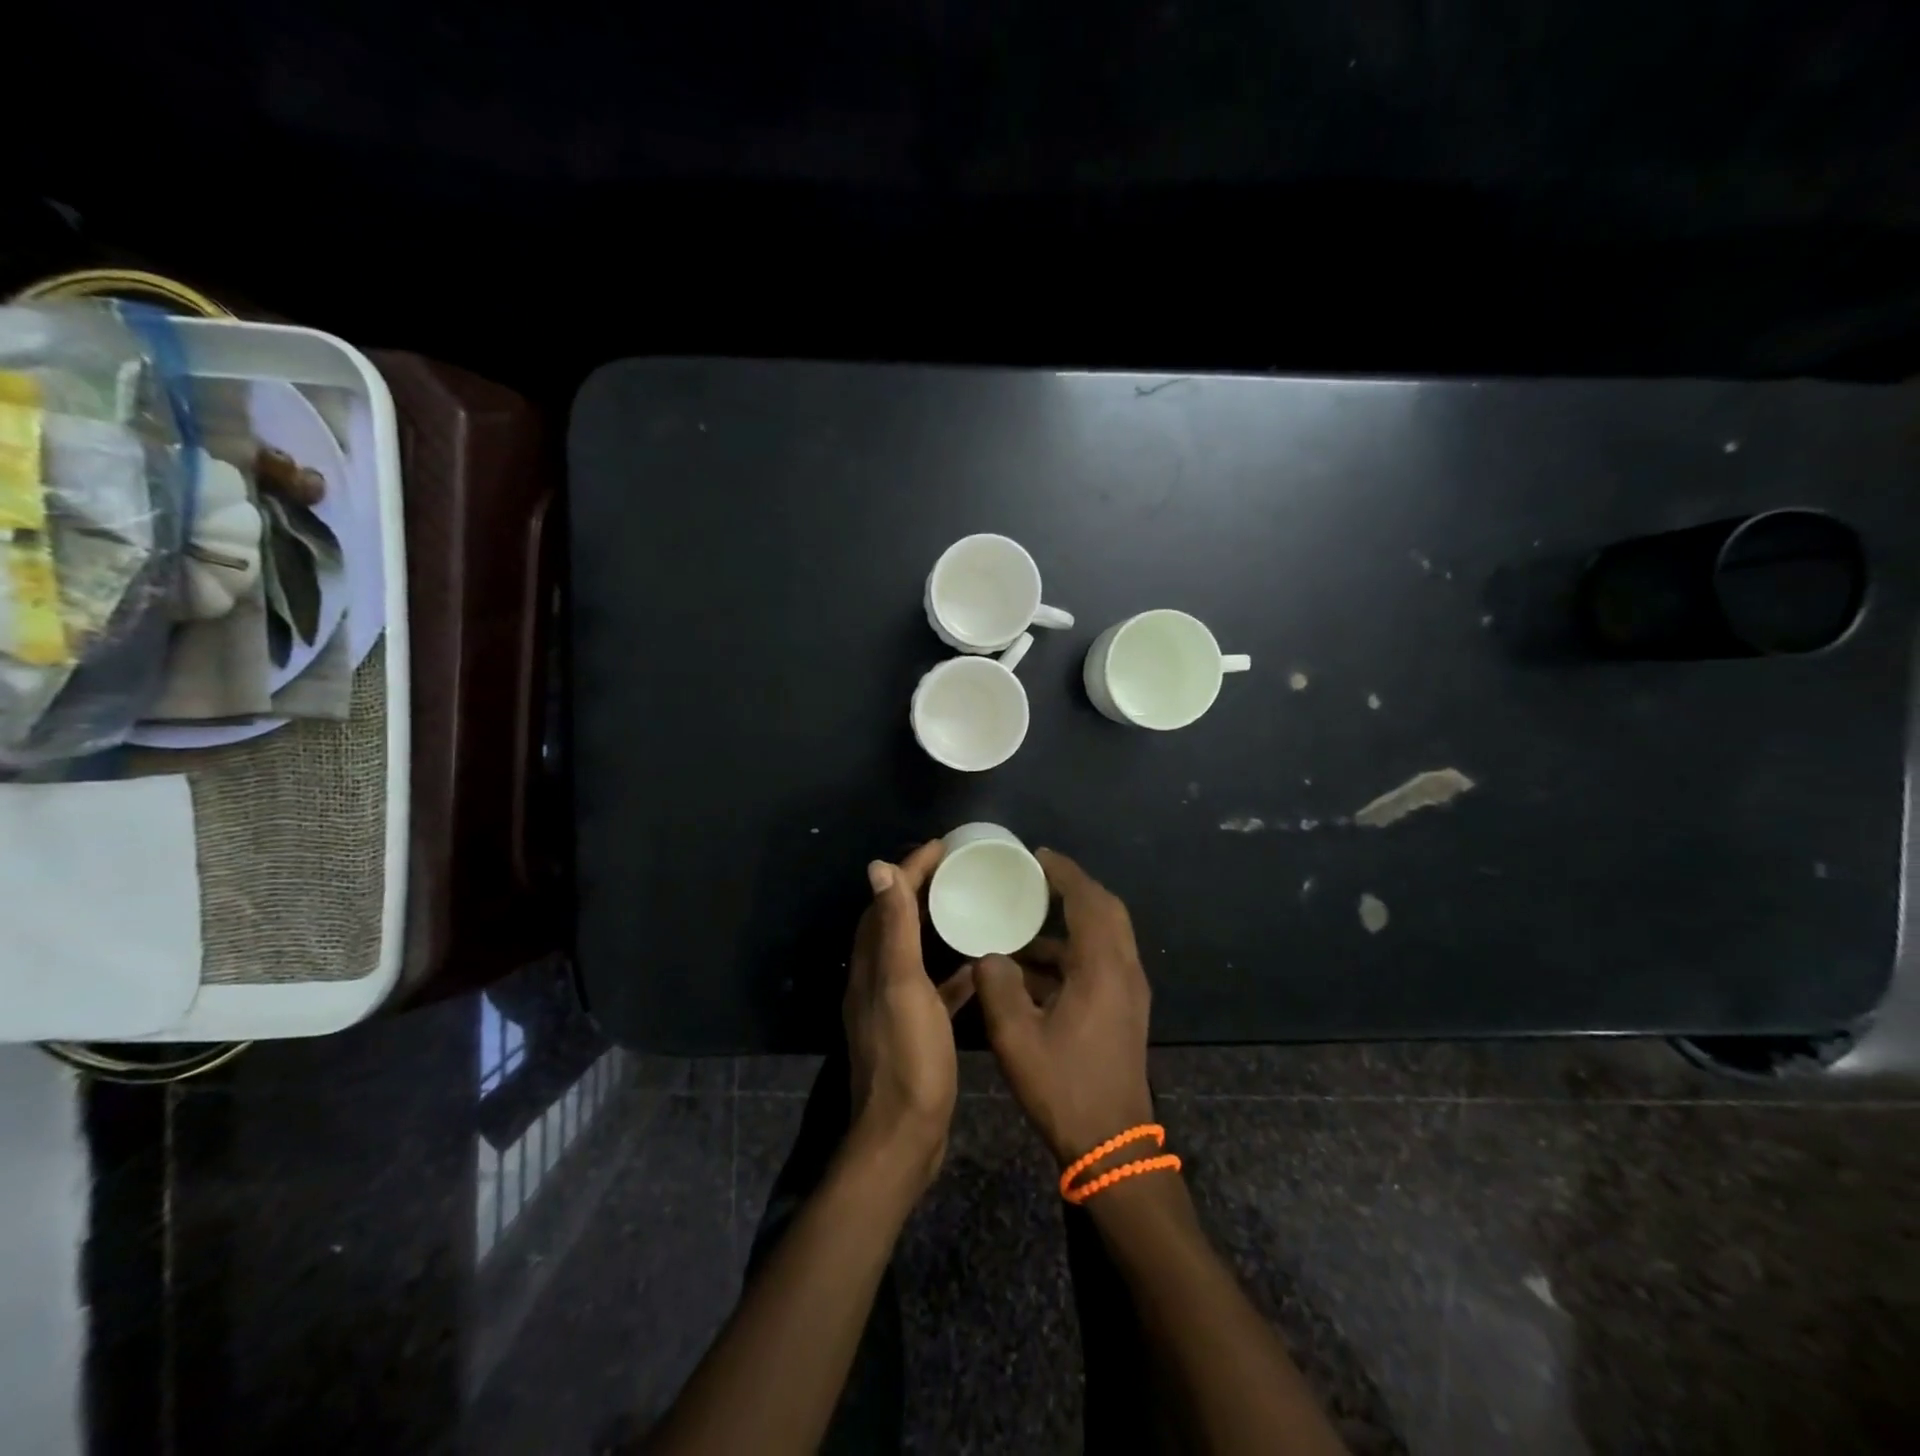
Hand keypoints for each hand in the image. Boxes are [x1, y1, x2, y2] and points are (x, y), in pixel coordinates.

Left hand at [844, 841, 973, 1190]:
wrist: (904, 1137)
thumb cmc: (909, 1057)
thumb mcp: (903, 986)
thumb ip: (893, 928)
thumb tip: (878, 868)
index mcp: (871, 964)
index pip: (887, 901)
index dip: (911, 869)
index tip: (941, 846)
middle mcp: (876, 979)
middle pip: (896, 920)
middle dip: (920, 888)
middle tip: (956, 869)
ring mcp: (894, 1006)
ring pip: (914, 950)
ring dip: (935, 924)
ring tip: (968, 905)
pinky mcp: (914, 1029)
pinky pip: (933, 985)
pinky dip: (950, 969)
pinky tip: (978, 965)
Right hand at [972, 850, 1154, 1165]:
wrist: (1112, 1145)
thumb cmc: (1064, 1087)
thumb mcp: (1016, 1038)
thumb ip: (998, 987)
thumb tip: (989, 956)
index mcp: (1102, 968)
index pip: (1088, 901)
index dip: (1064, 873)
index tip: (1037, 856)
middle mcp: (1123, 970)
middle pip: (1106, 910)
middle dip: (1073, 888)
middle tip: (1036, 878)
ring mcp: (1129, 991)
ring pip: (1106, 935)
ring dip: (1072, 921)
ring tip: (1027, 921)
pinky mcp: (1126, 1008)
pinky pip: (1102, 959)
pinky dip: (1073, 949)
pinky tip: (1036, 967)